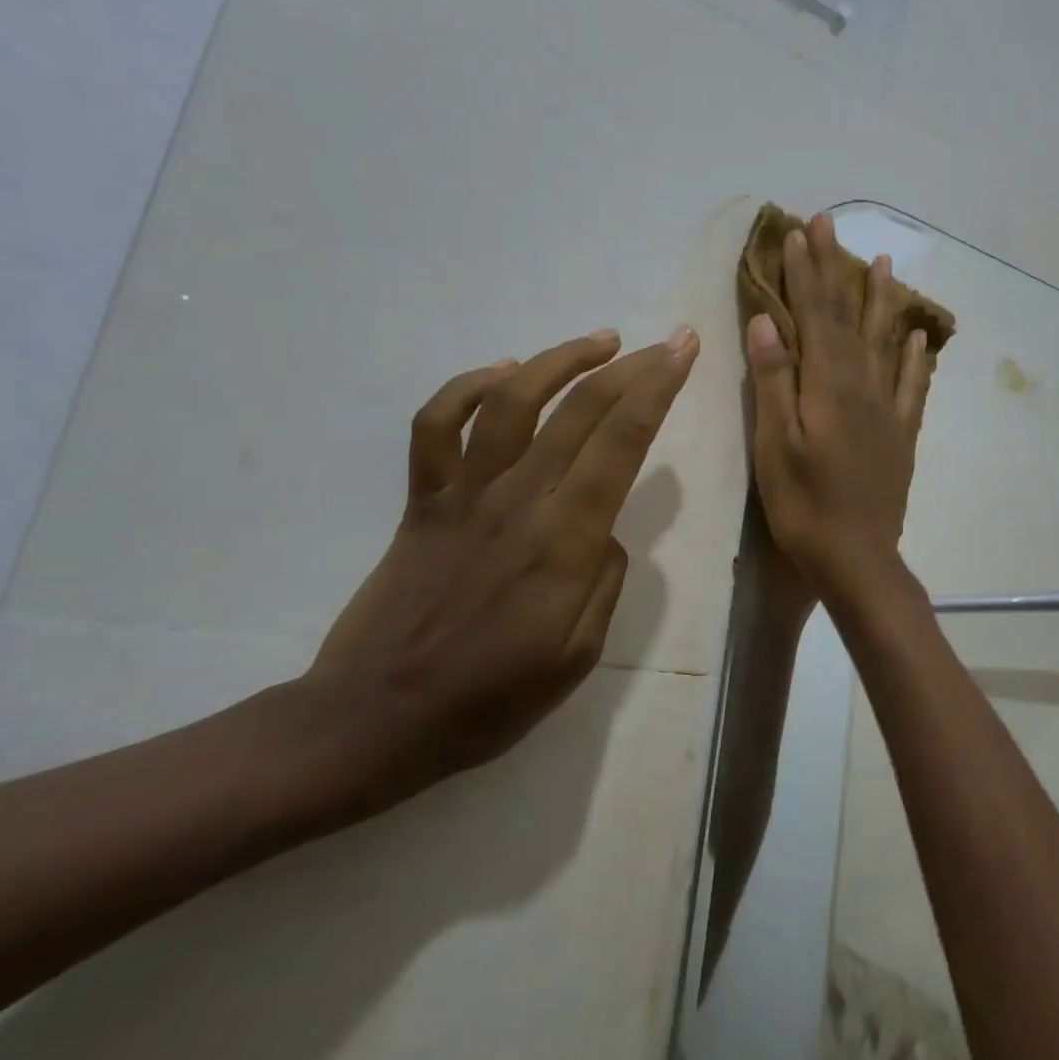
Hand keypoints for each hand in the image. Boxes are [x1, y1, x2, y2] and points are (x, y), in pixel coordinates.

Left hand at [303, 326, 698, 810]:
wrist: (374, 719)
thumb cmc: (489, 700)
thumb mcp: (579, 658)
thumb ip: (606, 581)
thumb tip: (606, 530)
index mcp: (564, 542)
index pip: (621, 443)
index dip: (658, 389)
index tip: (684, 352)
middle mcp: (517, 502)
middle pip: (580, 411)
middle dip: (633, 367)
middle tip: (668, 341)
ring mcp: (463, 496)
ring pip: (513, 402)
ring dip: (560, 361)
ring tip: (601, 341)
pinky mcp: (422, 501)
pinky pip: (437, 426)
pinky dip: (468, 388)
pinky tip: (503, 373)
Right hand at [745, 215, 932, 603]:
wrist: (858, 559)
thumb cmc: (804, 506)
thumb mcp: (775, 446)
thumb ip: (774, 381)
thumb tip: (768, 321)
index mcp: (830, 387)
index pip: (816, 316)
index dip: (806, 273)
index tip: (797, 232)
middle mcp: (865, 387)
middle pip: (849, 318)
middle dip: (837, 269)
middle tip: (831, 224)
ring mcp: (889, 410)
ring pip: (886, 342)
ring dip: (882, 300)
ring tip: (884, 263)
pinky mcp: (902, 435)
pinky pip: (914, 386)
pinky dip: (918, 358)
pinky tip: (922, 338)